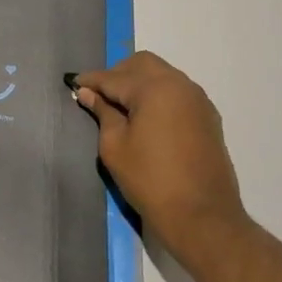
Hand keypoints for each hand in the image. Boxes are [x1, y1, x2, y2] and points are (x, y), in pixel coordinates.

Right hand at [75, 51, 250, 261]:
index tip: (73, 84)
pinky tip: (145, 117)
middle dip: (118, 74)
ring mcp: (198, 100)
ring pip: (162, 75)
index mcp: (155, 88)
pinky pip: (177, 93)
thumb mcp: (114, 146)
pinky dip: (158, 96)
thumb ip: (103, 113)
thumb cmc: (150, 181)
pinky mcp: (208, 117)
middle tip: (99, 96)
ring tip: (121, 107)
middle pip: (142, 64)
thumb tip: (89, 94)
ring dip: (139, 83)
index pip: (114, 77)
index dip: (91, 81)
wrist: (202, 217)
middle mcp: (180, 85)